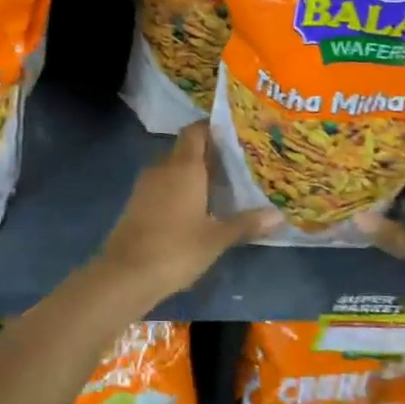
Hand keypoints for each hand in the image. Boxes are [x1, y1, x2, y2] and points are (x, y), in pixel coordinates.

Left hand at [99, 123, 277, 302]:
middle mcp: (163, 168)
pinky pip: (163, 185)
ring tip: (222, 184)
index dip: (213, 128)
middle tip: (238, 162)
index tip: (236, 134)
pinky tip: (197, 206)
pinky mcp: (137, 203)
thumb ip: (246, 223)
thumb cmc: (176, 249)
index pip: (196, 131)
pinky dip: (179, 188)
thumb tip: (279, 215)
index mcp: (184, 167)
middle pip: (186, 149)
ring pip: (174, 168)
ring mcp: (146, 185)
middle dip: (209, 153)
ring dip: (194, 173)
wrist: (126, 274)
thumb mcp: (217, 238)